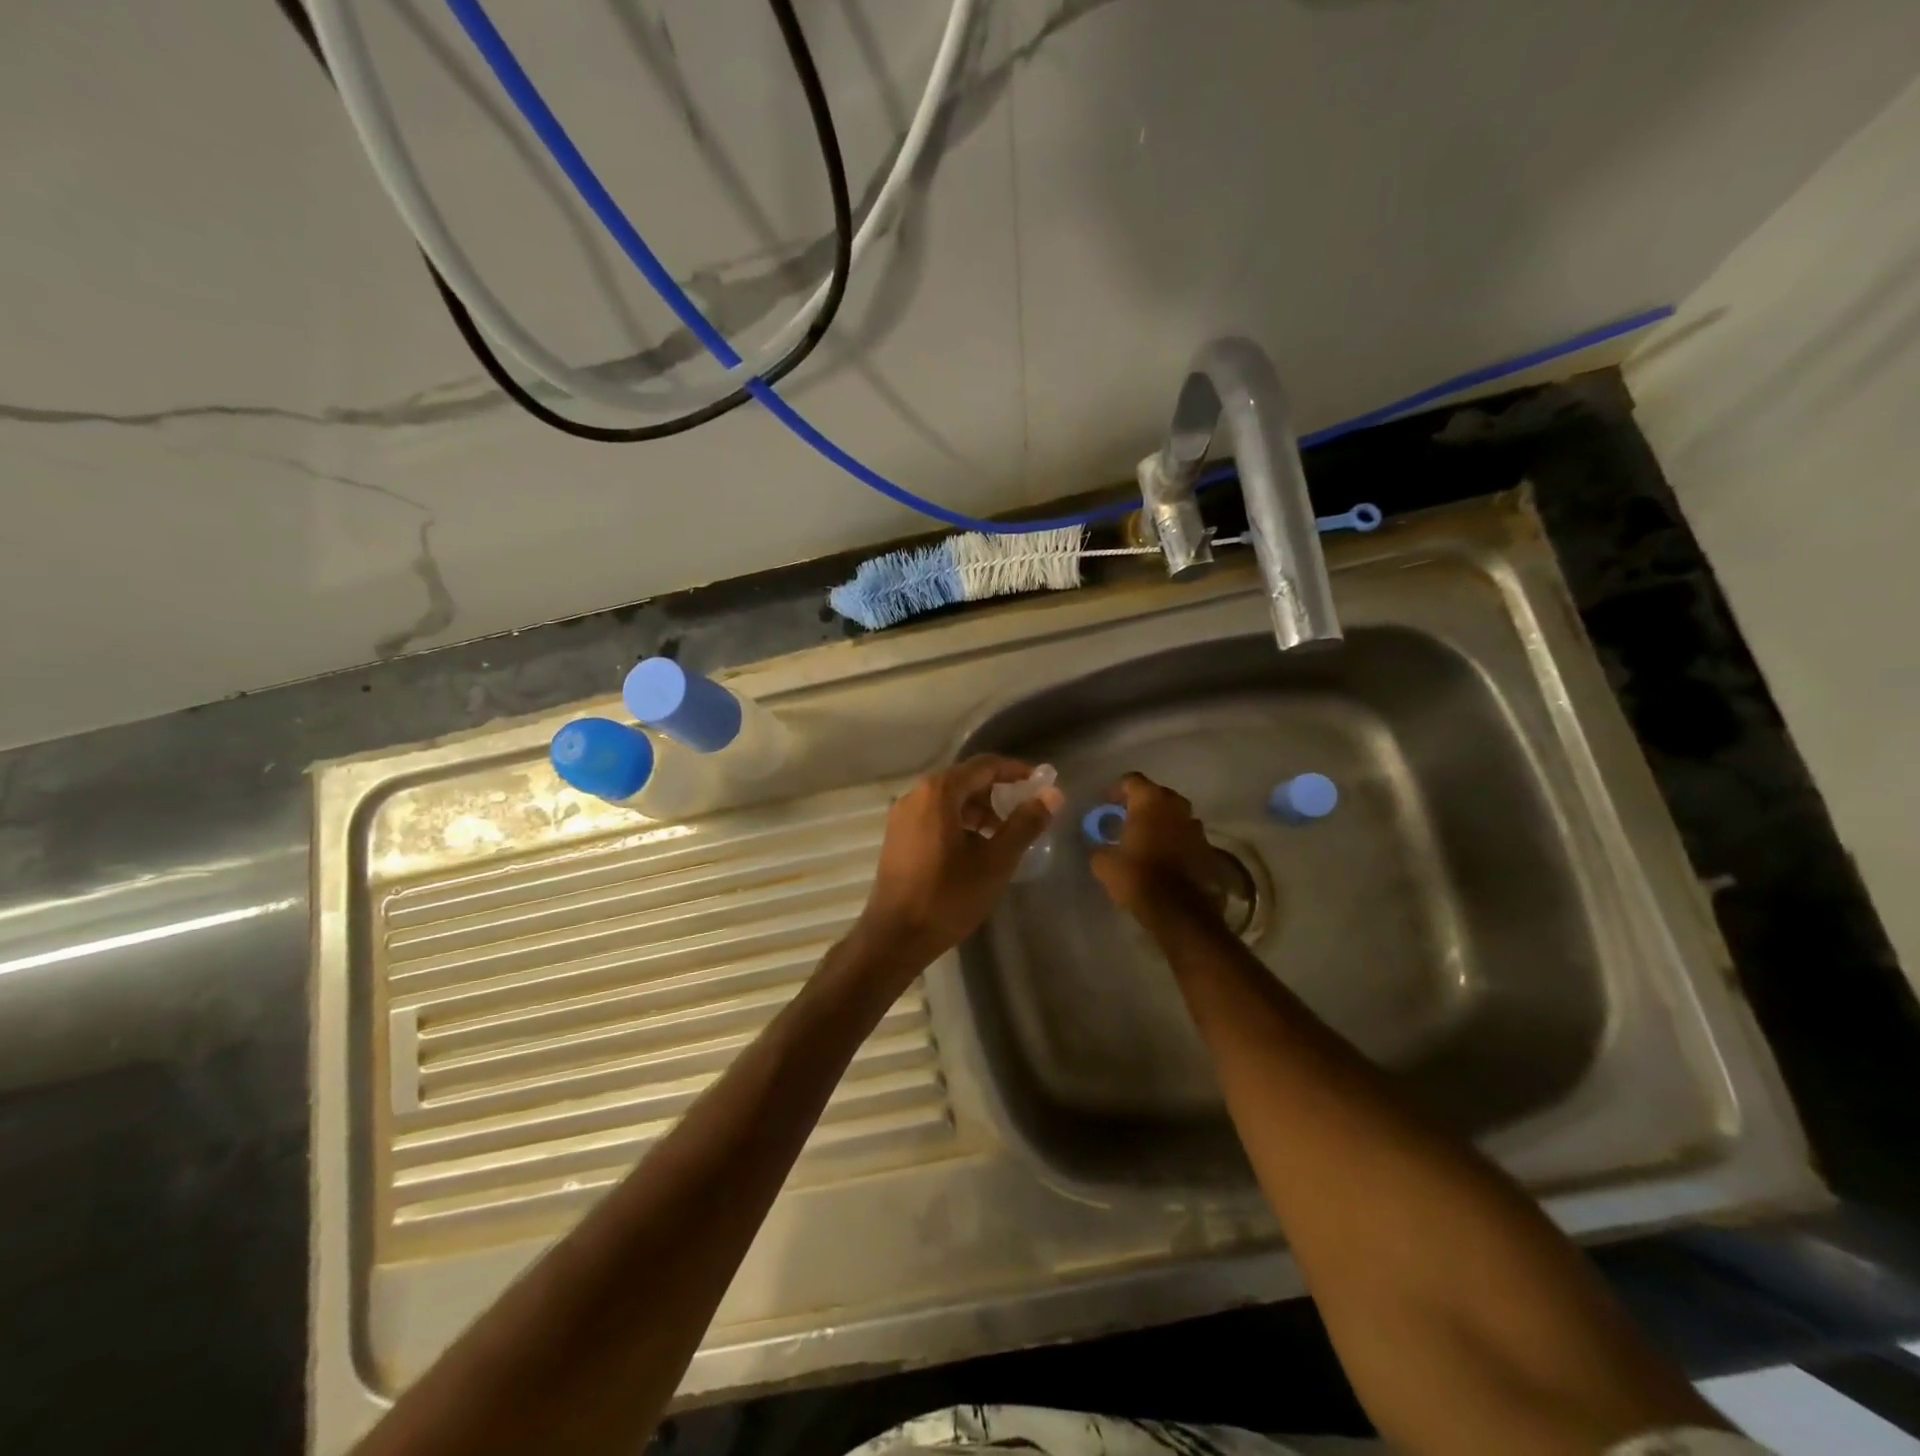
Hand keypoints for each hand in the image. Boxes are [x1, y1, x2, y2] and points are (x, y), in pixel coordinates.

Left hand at [855, 755, 1064, 968]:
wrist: (895, 936)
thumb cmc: (948, 897)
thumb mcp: (995, 861)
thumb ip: (1025, 824)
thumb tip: (1053, 795)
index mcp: (939, 792)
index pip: (985, 765)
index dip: (1016, 771)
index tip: (1041, 784)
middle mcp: (917, 793)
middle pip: (966, 779)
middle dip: (998, 793)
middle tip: (1025, 814)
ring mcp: (902, 814)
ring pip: (950, 799)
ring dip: (979, 810)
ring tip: (1003, 836)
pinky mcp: (898, 834)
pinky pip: (935, 815)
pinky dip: (959, 821)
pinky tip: (975, 849)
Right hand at [1087, 772, 1221, 920]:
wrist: (1179, 910)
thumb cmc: (1137, 876)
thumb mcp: (1103, 863)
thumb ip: (1096, 845)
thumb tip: (1094, 843)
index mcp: (1150, 801)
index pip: (1131, 780)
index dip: (1117, 790)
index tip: (1107, 805)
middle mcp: (1177, 805)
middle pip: (1156, 794)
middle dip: (1141, 805)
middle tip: (1126, 821)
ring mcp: (1196, 826)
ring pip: (1174, 815)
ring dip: (1161, 822)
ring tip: (1147, 840)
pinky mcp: (1208, 848)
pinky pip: (1186, 836)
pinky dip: (1175, 841)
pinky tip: (1164, 858)